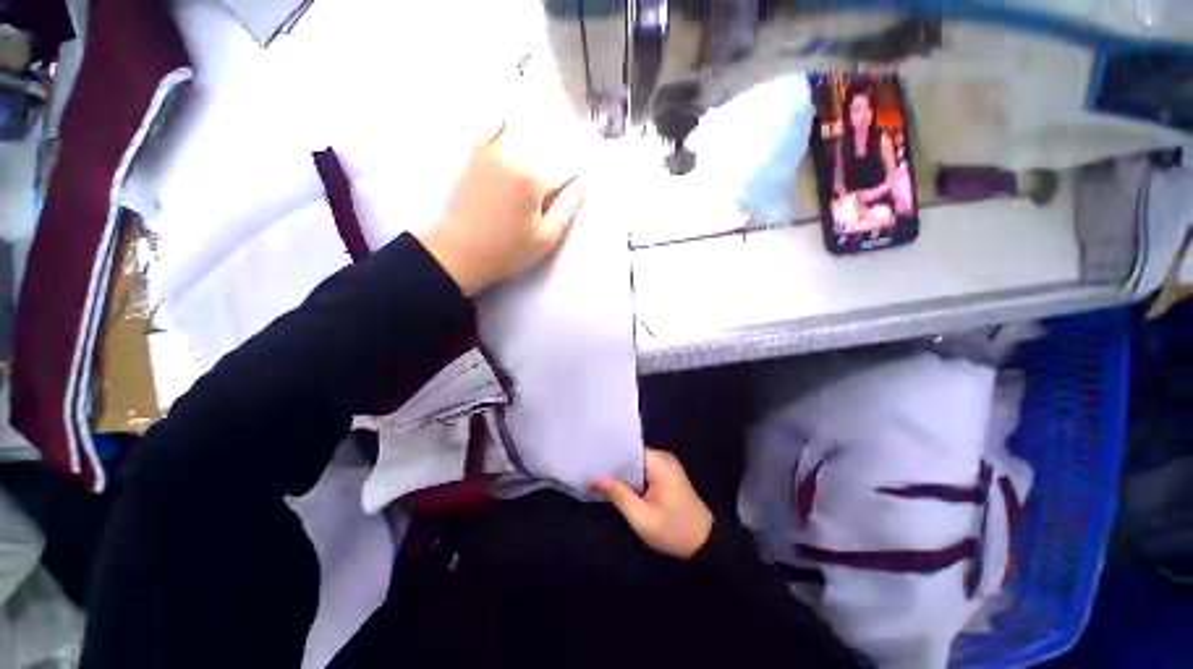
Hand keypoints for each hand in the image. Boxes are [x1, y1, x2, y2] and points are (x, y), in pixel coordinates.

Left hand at [415, 126, 585, 296]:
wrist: (458, 252)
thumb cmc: (506, 251)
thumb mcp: (544, 239)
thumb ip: (566, 210)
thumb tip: (582, 186)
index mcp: (532, 179)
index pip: (565, 168)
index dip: (576, 172)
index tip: (583, 174)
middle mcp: (511, 157)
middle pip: (545, 149)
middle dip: (557, 156)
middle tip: (562, 158)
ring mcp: (488, 152)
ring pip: (520, 136)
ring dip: (535, 137)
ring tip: (545, 143)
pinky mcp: (472, 156)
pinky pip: (490, 130)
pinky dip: (500, 123)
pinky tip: (507, 121)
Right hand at [592, 449, 713, 558]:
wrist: (705, 545)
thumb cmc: (674, 531)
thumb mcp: (642, 517)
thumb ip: (618, 494)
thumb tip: (594, 478)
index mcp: (659, 462)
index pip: (628, 450)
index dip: (609, 456)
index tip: (590, 461)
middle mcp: (663, 458)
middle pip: (631, 456)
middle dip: (612, 465)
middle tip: (590, 471)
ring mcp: (666, 466)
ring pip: (635, 464)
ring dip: (620, 473)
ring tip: (597, 477)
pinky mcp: (666, 476)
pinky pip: (642, 471)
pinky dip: (630, 479)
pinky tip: (615, 487)